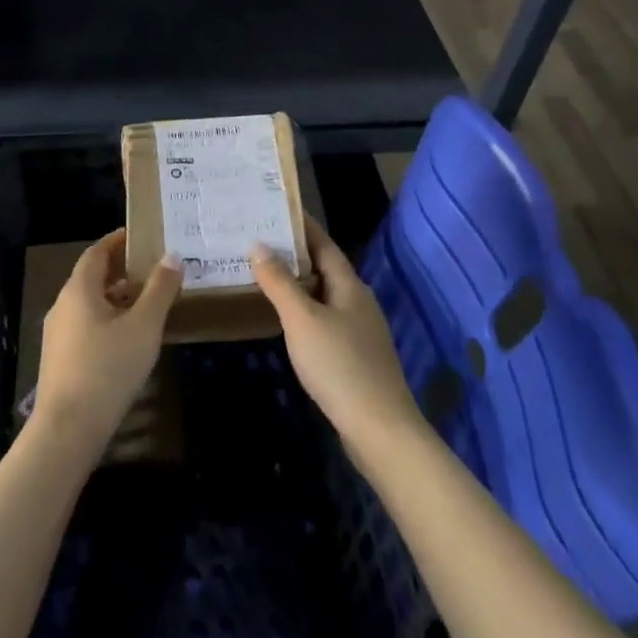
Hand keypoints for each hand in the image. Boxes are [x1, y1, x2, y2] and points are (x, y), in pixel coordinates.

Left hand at [34, 229, 180, 447]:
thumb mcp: (144, 326)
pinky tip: (127, 339)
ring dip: (115, 298)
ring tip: (146, 303)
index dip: (117, 241)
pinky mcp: (59, 360)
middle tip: (151, 268)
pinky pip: (85, 326)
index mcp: (78, 290)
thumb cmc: (108, 368)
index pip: (96, 252)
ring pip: (89, 304)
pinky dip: (107, 320)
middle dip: (120, 270)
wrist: (68, 429)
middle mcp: (62, 305)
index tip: (140, 236)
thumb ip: (160, 289)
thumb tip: (172, 256)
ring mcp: (57, 335)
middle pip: (91, 277)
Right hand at [250, 218, 423, 458]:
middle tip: (261, 242)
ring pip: (325, 297)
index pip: (325, 245)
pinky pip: (326, 321)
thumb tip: (259, 245)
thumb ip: (280, 283)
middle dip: (296, 255)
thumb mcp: (302, 320)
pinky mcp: (356, 358)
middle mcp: (359, 303)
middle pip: (326, 270)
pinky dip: (304, 312)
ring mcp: (360, 332)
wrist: (379, 428)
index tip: (278, 209)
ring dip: (299, 285)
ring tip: (266, 277)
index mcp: (350, 287)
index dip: (303, 227)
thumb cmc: (339, 365)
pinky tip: (287, 322)